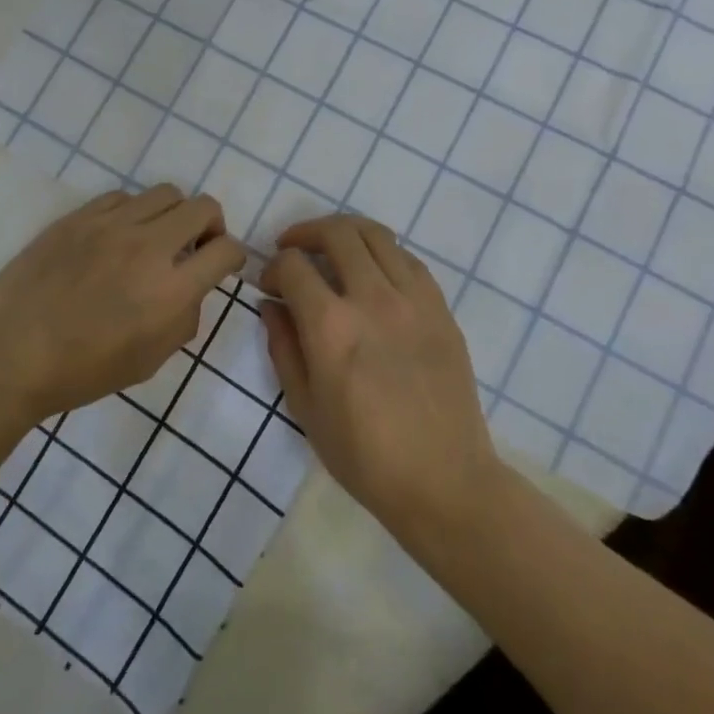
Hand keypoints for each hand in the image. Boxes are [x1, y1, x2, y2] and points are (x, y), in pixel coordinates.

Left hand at [0, 185, 245, 425]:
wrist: (10, 356)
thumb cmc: (82, 371)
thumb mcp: (149, 361)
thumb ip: (184, 319)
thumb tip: (191, 288)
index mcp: (170, 290)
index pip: (226, 250)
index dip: (233, 256)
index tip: (222, 264)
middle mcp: (148, 247)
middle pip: (203, 207)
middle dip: (211, 226)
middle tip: (195, 246)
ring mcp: (110, 225)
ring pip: (165, 193)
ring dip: (172, 215)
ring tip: (155, 238)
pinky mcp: (79, 216)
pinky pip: (122, 197)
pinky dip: (133, 213)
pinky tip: (116, 237)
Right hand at [260, 215, 501, 545]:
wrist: (444, 480)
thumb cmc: (364, 455)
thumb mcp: (305, 408)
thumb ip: (283, 347)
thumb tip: (272, 306)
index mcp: (332, 327)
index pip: (294, 266)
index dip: (273, 268)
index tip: (269, 286)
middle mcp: (372, 299)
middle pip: (336, 234)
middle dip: (305, 233)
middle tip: (293, 249)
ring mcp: (413, 300)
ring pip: (376, 235)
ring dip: (345, 233)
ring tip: (331, 249)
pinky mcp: (441, 308)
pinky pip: (408, 259)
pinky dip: (382, 253)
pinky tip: (373, 273)